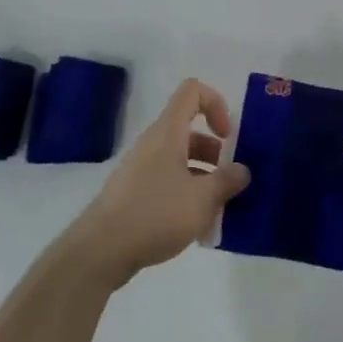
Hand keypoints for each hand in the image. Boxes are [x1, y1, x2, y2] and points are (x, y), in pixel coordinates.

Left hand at [66, 79, 250, 286]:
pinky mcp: (135, 194)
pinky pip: (168, 184)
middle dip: (216, 153)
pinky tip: (198, 227)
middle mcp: (153, 144)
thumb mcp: (203, 198)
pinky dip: (187, 196)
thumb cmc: (156, 214)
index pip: (192, 91)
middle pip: (190, 132)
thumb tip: (241, 170)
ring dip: (204, 178)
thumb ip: (228, 181)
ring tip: (219, 210)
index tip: (228, 137)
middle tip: (230, 181)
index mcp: (168, 133)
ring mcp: (141, 170)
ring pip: (181, 161)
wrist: (101, 250)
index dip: (216, 104)